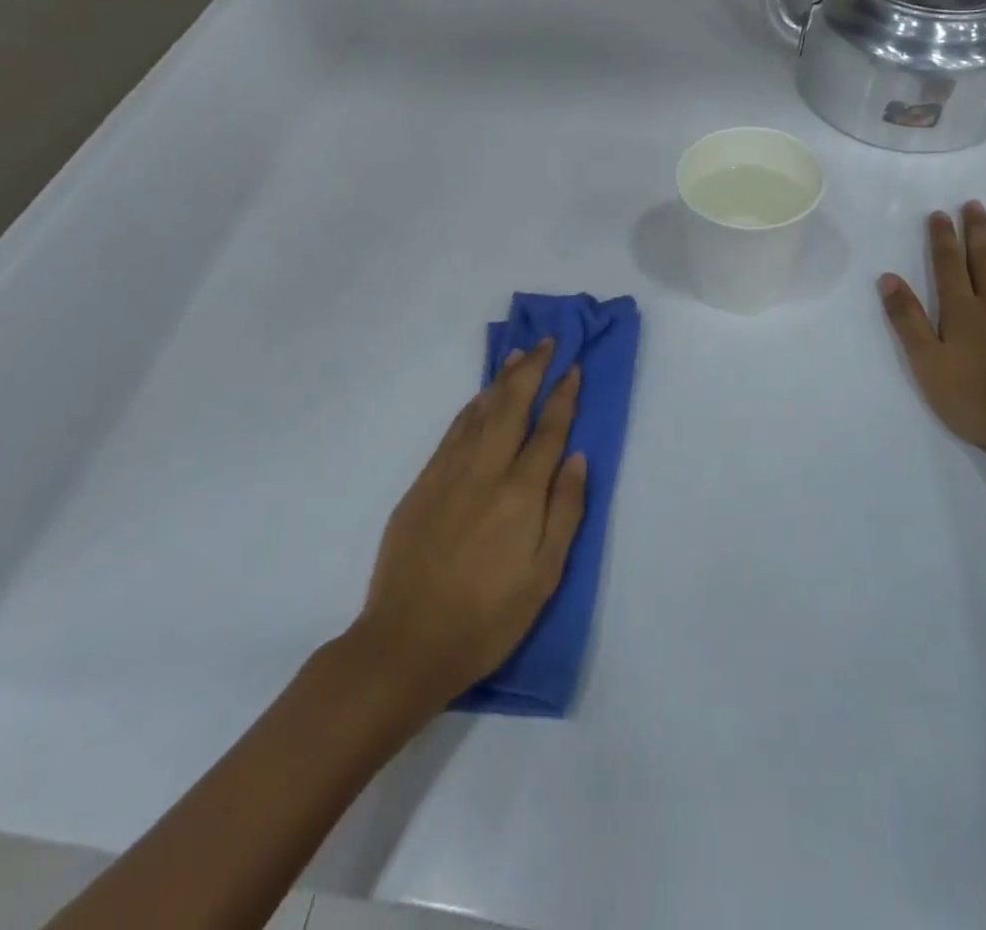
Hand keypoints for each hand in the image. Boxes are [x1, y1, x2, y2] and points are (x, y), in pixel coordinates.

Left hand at [355, 341, 586, 702]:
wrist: (406, 644)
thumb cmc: (487, 618)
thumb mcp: (544, 576)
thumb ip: (565, 511)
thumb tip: (579, 458)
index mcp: (521, 494)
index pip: (549, 431)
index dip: (564, 396)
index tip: (574, 368)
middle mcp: (486, 472)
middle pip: (513, 407)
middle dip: (533, 371)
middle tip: (548, 343)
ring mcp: (449, 475)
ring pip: (480, 413)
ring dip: (502, 381)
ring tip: (518, 356)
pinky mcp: (422, 486)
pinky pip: (452, 434)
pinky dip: (471, 409)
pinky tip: (479, 399)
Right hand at [879, 202, 985, 490]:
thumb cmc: (974, 401)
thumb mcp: (926, 364)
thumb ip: (907, 320)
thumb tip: (888, 277)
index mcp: (960, 312)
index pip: (948, 266)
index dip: (943, 239)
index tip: (940, 214)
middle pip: (983, 260)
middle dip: (976, 231)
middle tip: (974, 205)